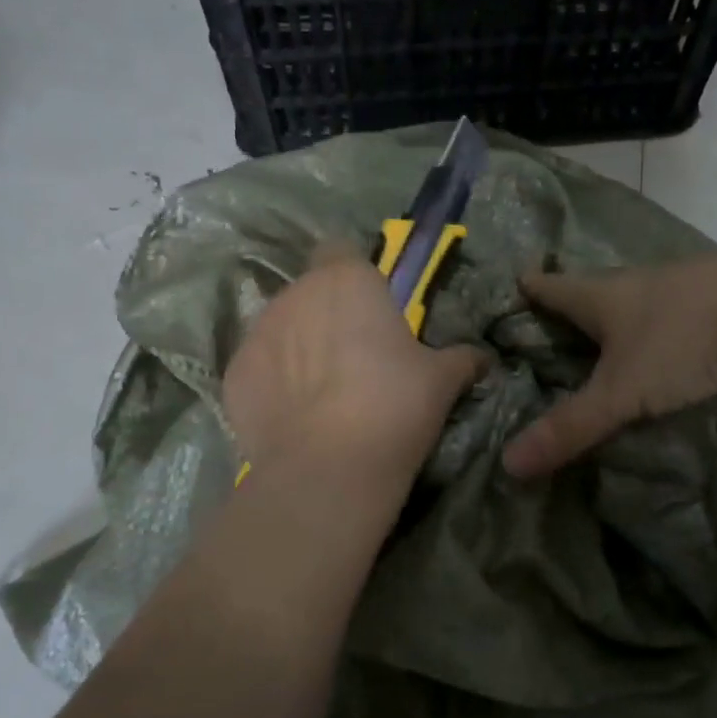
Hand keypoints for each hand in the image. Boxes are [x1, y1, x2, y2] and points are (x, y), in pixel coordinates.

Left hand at [225, 241, 487, 480]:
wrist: (328, 467)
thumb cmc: (394, 405)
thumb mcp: (441, 380)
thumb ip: (461, 358)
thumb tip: (483, 359)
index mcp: (347, 279)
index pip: (340, 250)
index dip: (354, 274)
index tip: (371, 307)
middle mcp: (296, 294)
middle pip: (310, 292)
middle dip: (327, 315)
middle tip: (353, 358)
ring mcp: (258, 332)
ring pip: (280, 327)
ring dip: (297, 347)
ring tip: (320, 393)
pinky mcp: (234, 374)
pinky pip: (258, 368)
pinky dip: (272, 383)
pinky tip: (293, 417)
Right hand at [502, 238, 716, 477]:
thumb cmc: (684, 340)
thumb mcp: (622, 392)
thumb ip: (571, 428)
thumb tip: (509, 463)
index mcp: (604, 297)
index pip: (555, 288)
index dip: (532, 287)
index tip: (517, 280)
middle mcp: (640, 283)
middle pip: (596, 289)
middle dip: (576, 301)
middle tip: (558, 317)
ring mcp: (687, 284)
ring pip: (643, 297)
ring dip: (625, 313)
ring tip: (613, 335)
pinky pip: (683, 309)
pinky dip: (669, 324)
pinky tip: (677, 342)